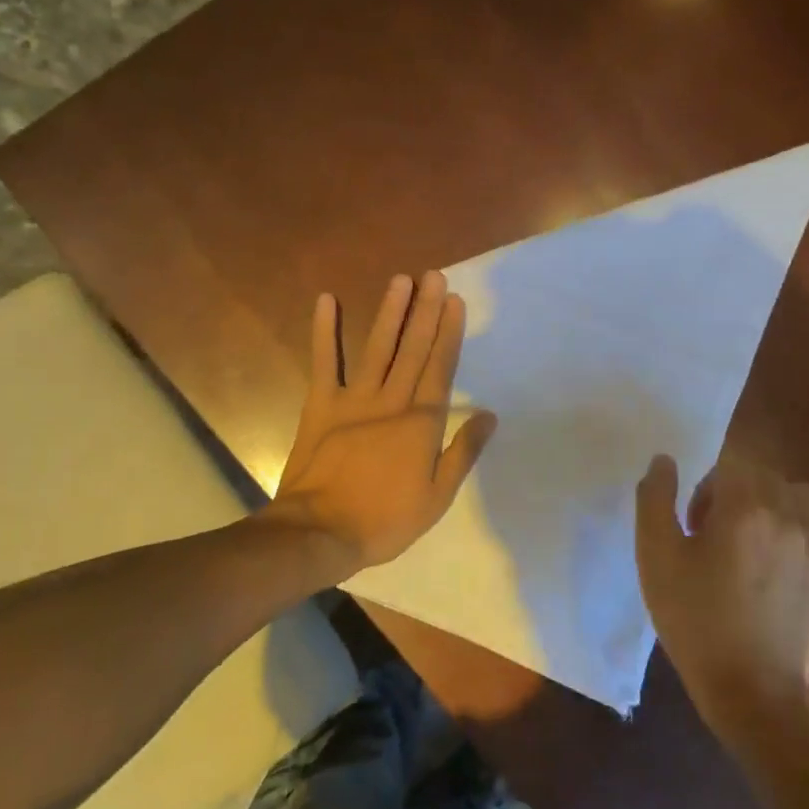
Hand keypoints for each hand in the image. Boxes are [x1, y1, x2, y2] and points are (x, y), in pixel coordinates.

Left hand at [267, 271, 496, 578]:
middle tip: (434, 276)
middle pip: (412, 349)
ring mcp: (353, 399)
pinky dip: (325, 332)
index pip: (440, 368)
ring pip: (377, 348)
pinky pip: (324, 362)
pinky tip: (327, 301)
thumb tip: (488, 415)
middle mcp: (391, 401)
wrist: (320, 532)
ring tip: (400, 280)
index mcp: (420, 423)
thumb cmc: (384, 520)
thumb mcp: (437, 496)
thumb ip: (463, 452)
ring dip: (389, 312)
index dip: (448, 333)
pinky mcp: (321, 405)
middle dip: (425, 311)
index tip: (455, 301)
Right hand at [635, 456, 808, 746]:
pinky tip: (786, 552)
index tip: (693, 524)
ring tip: (752, 540)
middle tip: (713, 536)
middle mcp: (788, 516)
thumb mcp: (656, 558)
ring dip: (773, 503)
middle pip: (763, 476)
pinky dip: (807, 525)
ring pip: (798, 495)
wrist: (751, 689)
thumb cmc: (695, 620)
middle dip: (735, 493)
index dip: (706, 488)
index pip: (729, 465)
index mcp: (744, 508)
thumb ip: (656, 499)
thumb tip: (665, 461)